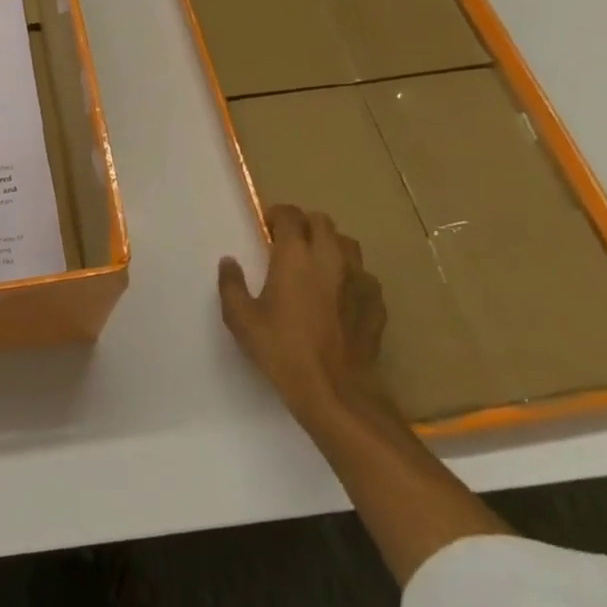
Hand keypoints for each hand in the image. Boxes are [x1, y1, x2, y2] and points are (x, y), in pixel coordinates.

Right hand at [219, 206, 387, 428]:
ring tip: (316, 263)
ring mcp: (359, 279)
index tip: (267, 226)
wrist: (335, 391)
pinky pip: (363, 275)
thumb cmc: (282, 351)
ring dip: (330, 245)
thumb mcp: (241, 319)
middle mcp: (330, 258)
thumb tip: (229, 262)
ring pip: (347, 244)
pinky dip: (349, 274)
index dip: (278, 215)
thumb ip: (231, 285)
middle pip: (322, 222)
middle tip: (289, 243)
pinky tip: (339, 294)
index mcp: (295, 256)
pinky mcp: (376, 302)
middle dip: (304, 225)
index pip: (291, 215)